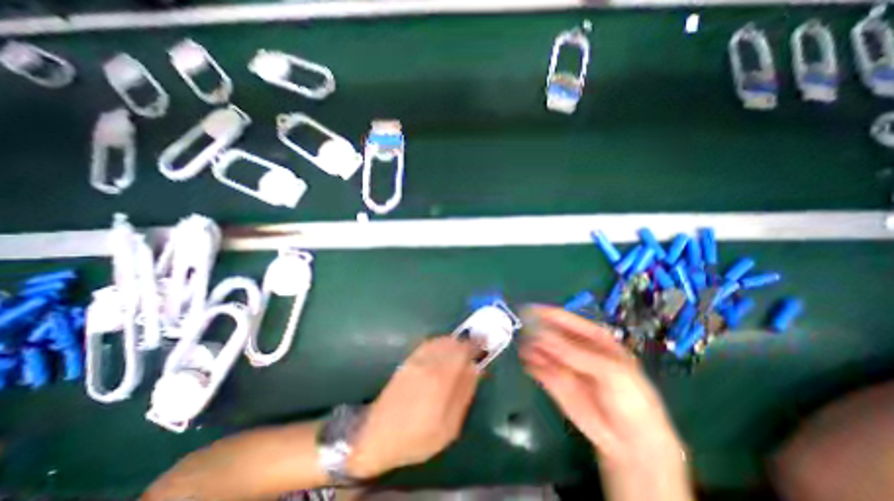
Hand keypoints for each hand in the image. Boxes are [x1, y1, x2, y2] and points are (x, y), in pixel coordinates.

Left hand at [344, 337, 481, 476]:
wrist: (377, 436)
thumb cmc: (417, 438)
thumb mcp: (448, 427)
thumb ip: (464, 394)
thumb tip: (476, 369)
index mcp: (442, 380)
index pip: (464, 351)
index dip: (476, 344)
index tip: (486, 341)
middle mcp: (430, 363)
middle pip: (454, 343)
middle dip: (467, 342)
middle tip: (475, 346)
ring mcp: (417, 359)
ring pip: (442, 341)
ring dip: (455, 342)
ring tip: (461, 349)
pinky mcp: (408, 360)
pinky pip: (428, 343)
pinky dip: (440, 342)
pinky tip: (444, 350)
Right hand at [517, 306, 688, 500]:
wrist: (631, 443)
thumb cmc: (629, 398)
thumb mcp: (607, 369)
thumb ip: (574, 352)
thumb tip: (541, 335)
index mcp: (590, 336)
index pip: (563, 318)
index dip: (544, 312)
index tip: (525, 309)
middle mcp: (572, 346)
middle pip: (548, 331)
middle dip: (533, 328)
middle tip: (519, 329)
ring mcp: (561, 363)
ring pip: (539, 348)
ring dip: (528, 345)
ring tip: (521, 345)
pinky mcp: (552, 380)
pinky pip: (536, 367)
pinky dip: (529, 363)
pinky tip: (525, 361)